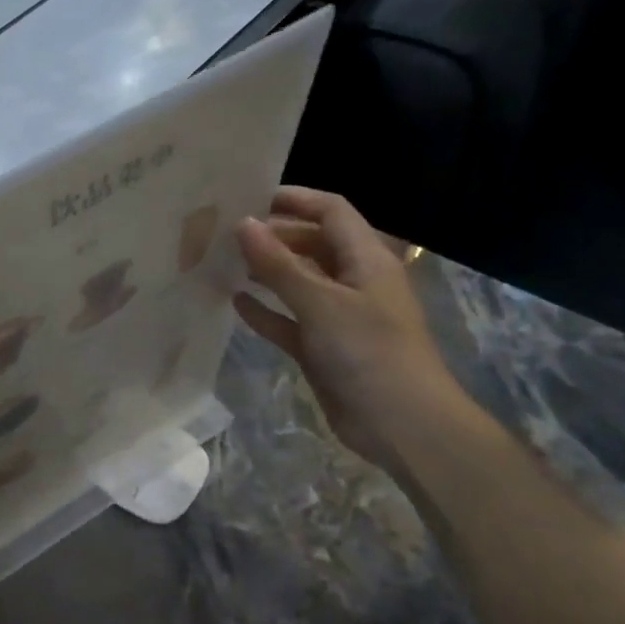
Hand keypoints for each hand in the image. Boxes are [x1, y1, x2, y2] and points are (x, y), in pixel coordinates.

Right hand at [232, 186, 464, 472]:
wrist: (403, 426)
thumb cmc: (369, 352)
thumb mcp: (321, 303)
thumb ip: (279, 264)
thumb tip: (243, 224)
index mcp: (366, 260)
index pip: (331, 212)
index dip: (294, 200)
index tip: (248, 197)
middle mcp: (353, 282)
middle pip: (311, 244)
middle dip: (273, 236)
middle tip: (224, 234)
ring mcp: (338, 316)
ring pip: (297, 282)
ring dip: (265, 272)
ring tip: (221, 262)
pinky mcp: (323, 347)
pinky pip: (289, 319)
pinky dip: (265, 310)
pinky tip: (234, 302)